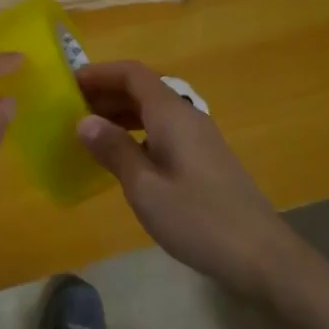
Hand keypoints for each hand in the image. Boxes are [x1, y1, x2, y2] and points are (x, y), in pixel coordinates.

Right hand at [75, 61, 296, 297]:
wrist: (260, 255)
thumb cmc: (197, 219)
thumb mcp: (145, 188)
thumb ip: (114, 150)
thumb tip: (83, 121)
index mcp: (171, 115)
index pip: (133, 74)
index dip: (100, 73)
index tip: (69, 84)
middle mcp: (187, 116)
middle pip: (143, 89)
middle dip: (107, 92)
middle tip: (71, 109)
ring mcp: (199, 138)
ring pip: (154, 110)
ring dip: (121, 113)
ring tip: (90, 131)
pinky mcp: (204, 158)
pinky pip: (163, 130)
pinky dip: (137, 132)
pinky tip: (122, 156)